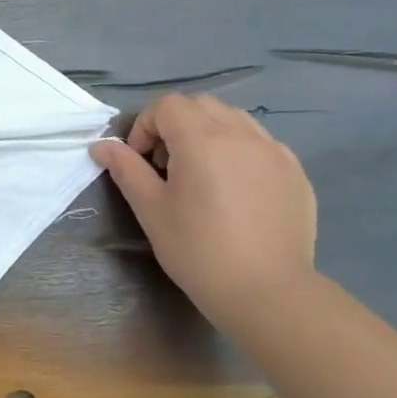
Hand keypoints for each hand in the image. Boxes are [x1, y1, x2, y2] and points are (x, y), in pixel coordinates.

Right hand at [89, 94, 316, 326]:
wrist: (267, 292)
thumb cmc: (198, 251)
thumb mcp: (151, 210)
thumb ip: (126, 169)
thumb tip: (101, 145)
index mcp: (202, 139)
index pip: (166, 105)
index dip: (145, 126)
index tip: (142, 162)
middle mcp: (241, 133)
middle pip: (200, 105)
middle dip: (176, 125)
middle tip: (168, 167)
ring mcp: (274, 150)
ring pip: (233, 119)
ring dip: (209, 133)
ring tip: (203, 175)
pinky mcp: (295, 171)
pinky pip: (260, 144)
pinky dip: (239, 151)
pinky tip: (236, 191)